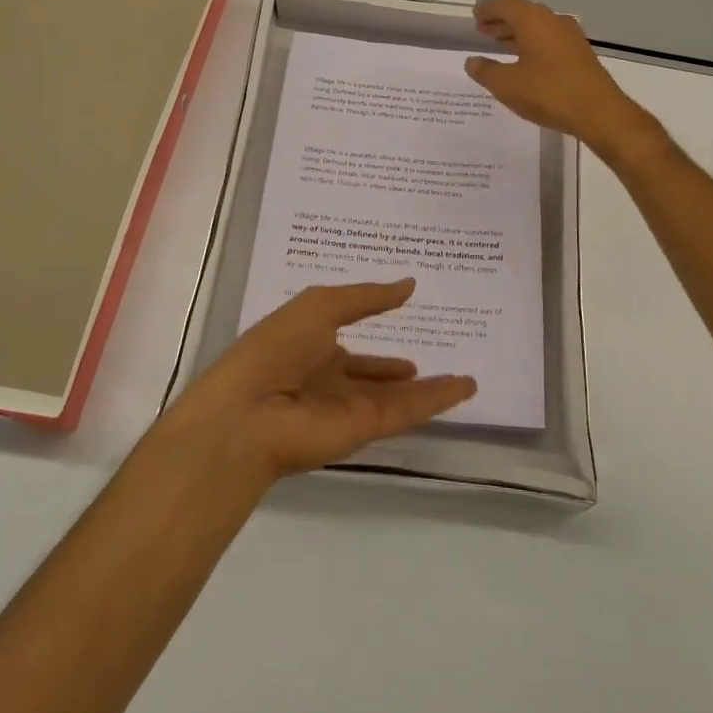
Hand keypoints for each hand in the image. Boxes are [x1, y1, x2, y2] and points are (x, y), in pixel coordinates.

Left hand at [170, 279, 475, 480]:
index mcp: (310, 345)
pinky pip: (407, 410)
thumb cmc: (276, 347)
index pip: (346, 338)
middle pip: (370, 374)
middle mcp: (328, 378)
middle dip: (394, 369)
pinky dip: (437, 400)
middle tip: (423, 357)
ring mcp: (347, 406)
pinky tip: (463, 387)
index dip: (370, 326)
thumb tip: (409, 284)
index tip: (401, 313)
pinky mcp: (365, 429)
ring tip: (463, 378)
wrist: (249, 413)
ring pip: (396, 396)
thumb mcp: (320, 305)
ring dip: (429, 388)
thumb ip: (367, 297)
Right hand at [464, 0, 652, 157]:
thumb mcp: (507, 85)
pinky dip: (532, 44)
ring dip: (517, 33)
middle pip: (523, 13)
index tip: (475, 16)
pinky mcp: (580, 53)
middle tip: (483, 30)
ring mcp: (570, 36)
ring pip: (538, 27)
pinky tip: (525, 61)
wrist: (598, 112)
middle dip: (501, 20)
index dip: (488, 9)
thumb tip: (472, 62)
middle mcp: (553, 20)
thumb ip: (485, 71)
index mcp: (533, 20)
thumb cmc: (548, 93)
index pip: (506, 4)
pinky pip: (550, 40)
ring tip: (499, 44)